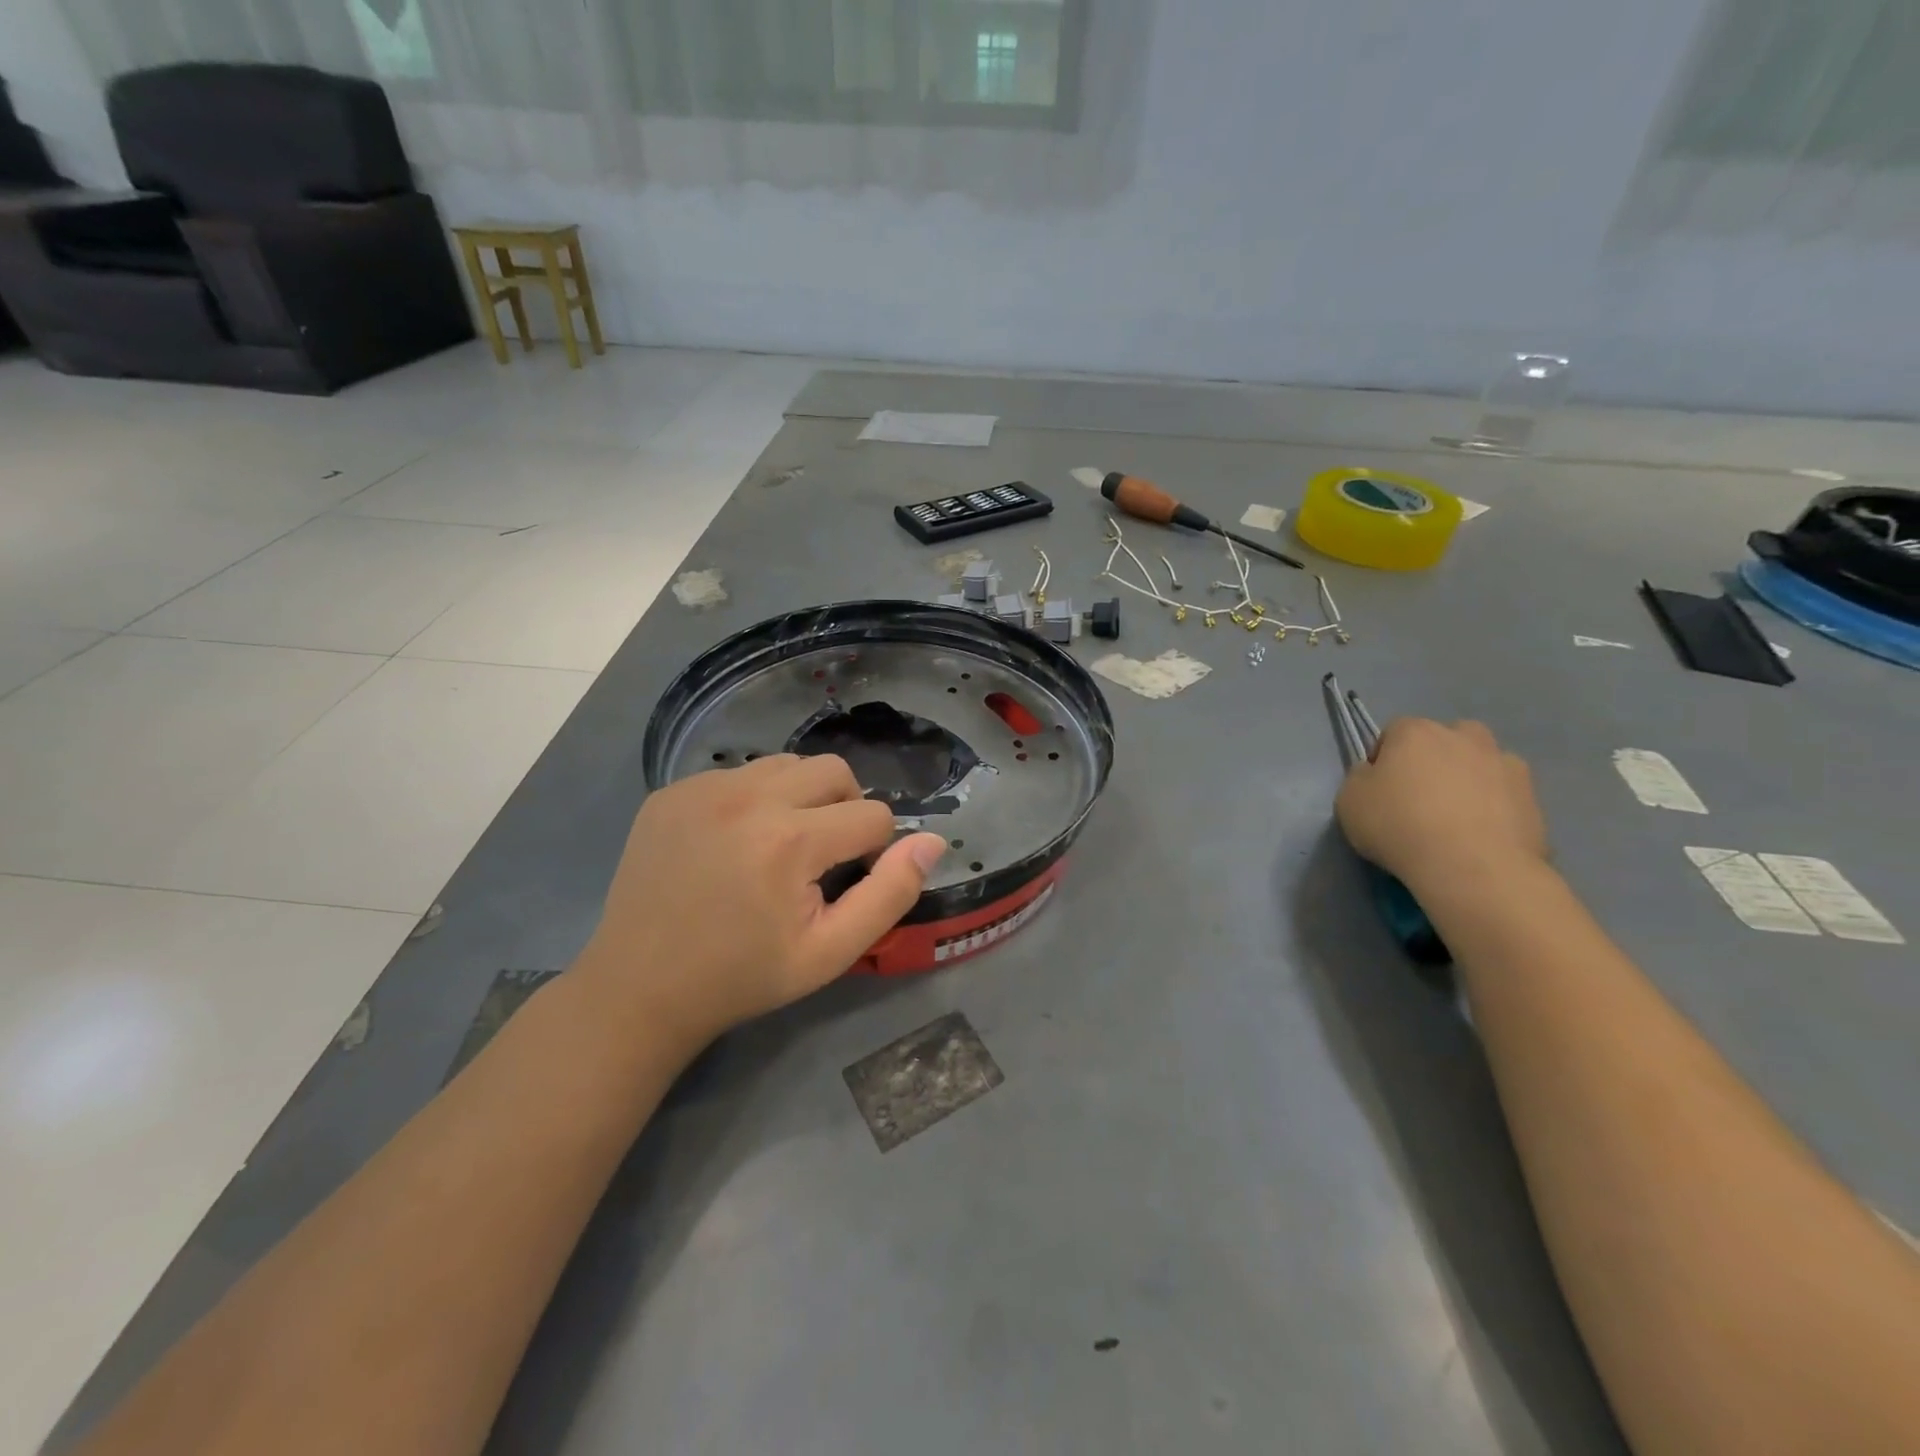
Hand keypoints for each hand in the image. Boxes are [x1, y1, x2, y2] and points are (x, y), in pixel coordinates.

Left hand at [580, 754, 946, 1048]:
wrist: (639, 989)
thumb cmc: (744, 976)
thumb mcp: (831, 951)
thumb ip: (890, 894)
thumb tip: (932, 841)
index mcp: (790, 839)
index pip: (872, 816)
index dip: (872, 852)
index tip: (841, 886)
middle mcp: (748, 796)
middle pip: (835, 771)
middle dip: (845, 809)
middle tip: (821, 858)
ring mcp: (703, 787)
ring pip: (787, 764)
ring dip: (801, 797)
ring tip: (779, 846)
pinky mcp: (672, 790)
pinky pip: (739, 774)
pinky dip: (754, 799)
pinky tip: (732, 843)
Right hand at [1335, 718, 1547, 897]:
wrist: (1472, 867)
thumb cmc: (1398, 826)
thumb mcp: (1349, 800)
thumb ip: (1361, 778)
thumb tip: (1375, 773)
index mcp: (1416, 731)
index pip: (1393, 732)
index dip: (1384, 759)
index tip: (1380, 789)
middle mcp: (1464, 736)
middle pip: (1444, 740)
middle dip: (1433, 761)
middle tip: (1420, 799)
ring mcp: (1505, 764)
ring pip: (1480, 764)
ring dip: (1469, 780)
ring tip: (1455, 820)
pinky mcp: (1534, 797)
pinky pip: (1505, 795)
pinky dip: (1494, 808)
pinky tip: (1480, 837)